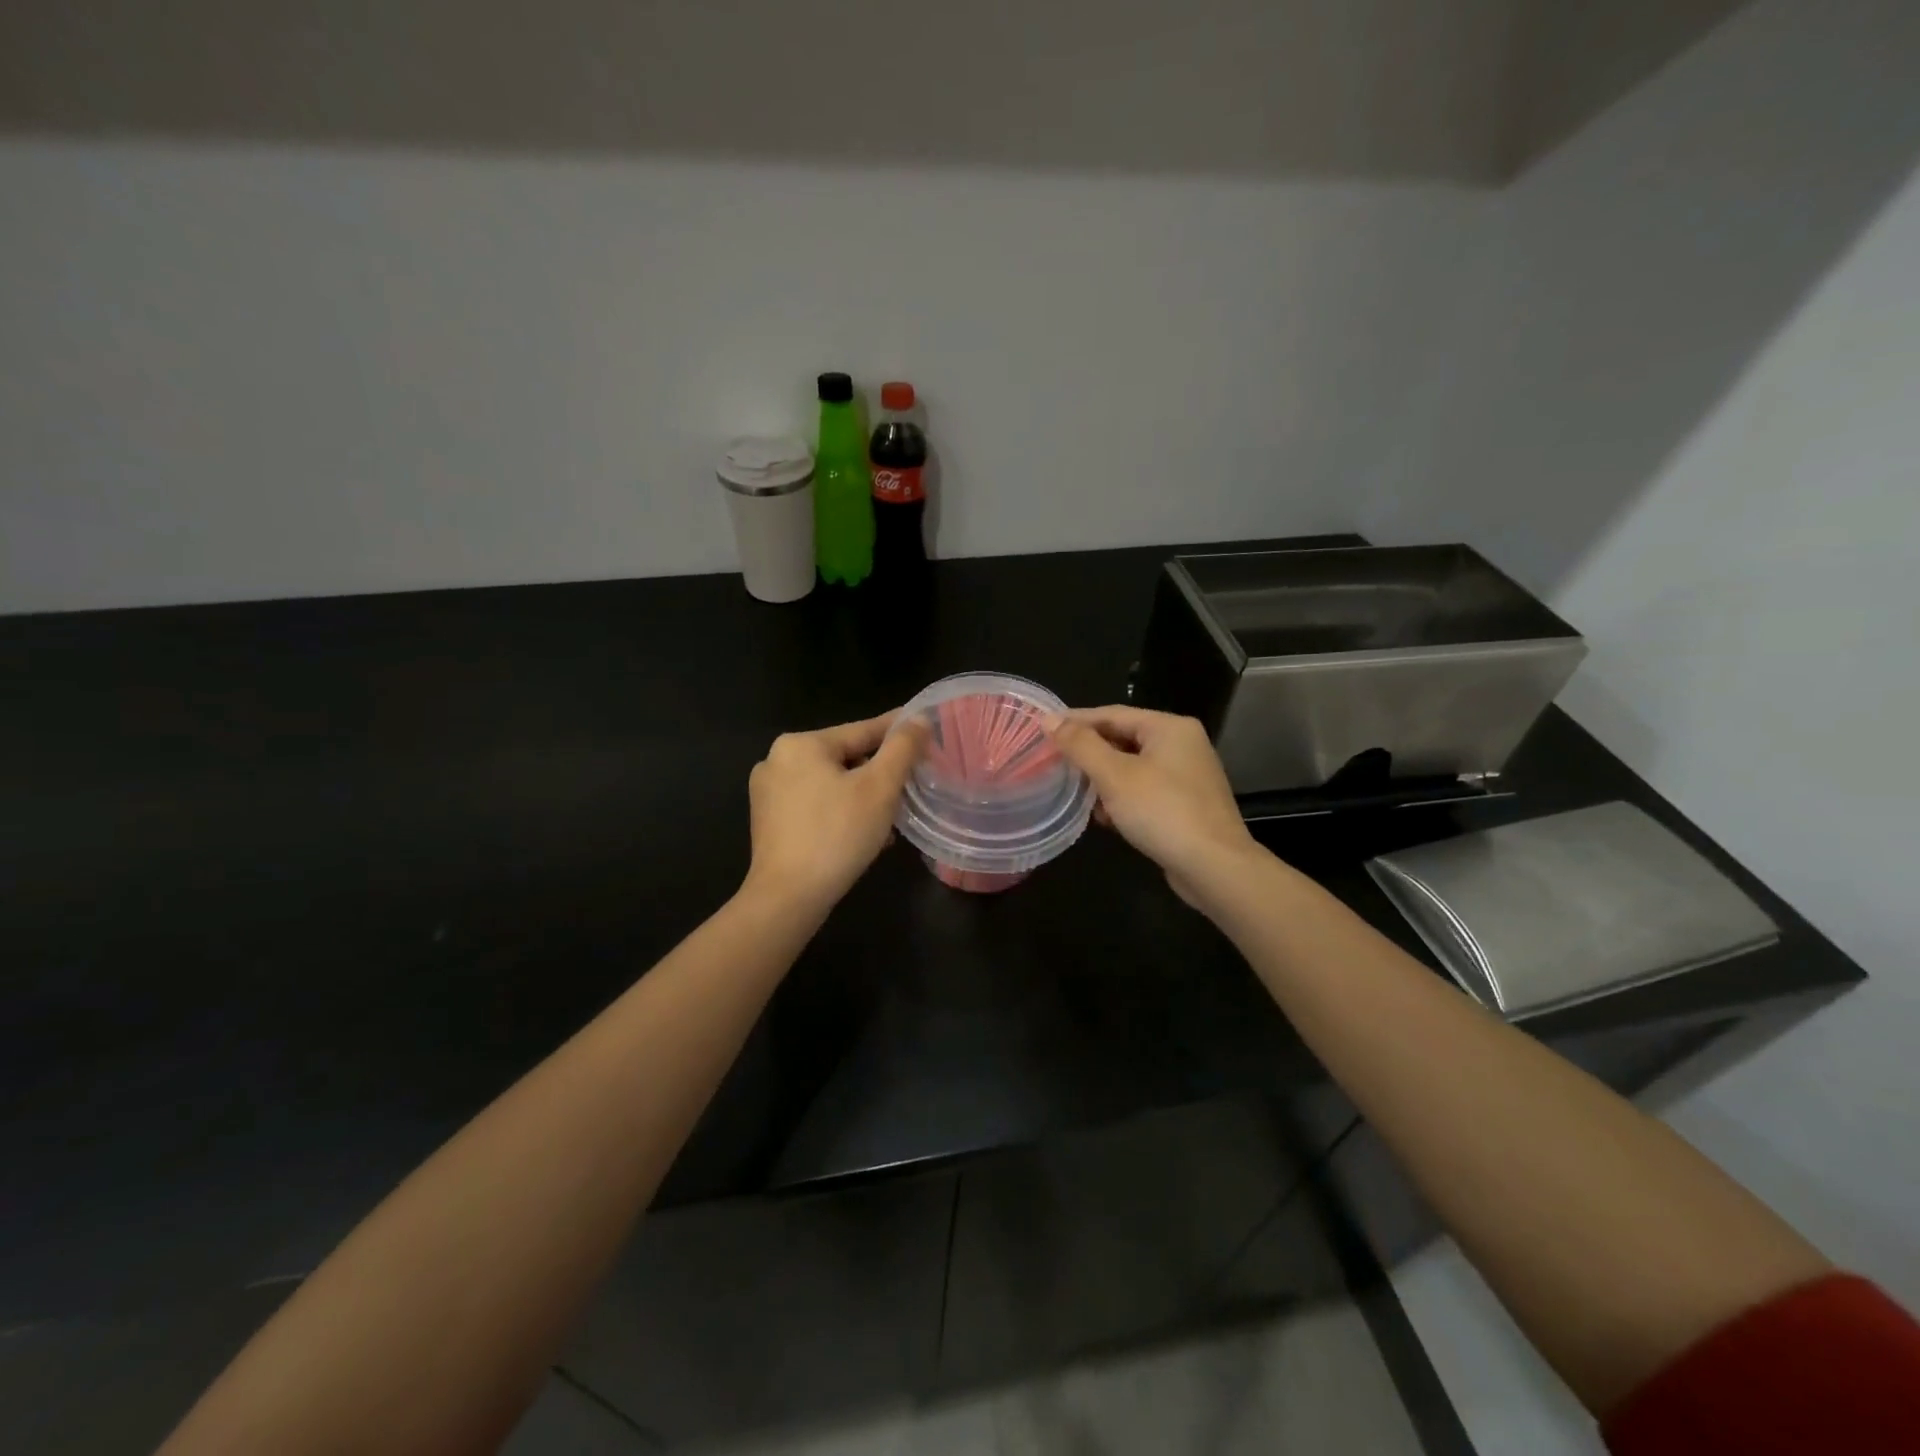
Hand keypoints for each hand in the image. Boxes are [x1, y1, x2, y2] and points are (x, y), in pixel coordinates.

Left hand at [743, 712, 926, 912]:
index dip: (897, 731)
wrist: (787, 898)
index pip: (862, 730)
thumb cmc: (837, 835)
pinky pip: (815, 805)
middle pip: (845, 758)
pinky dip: (841, 812)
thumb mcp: (880, 788)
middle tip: (911, 786)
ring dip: (863, 797)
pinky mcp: (769, 821)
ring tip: (892, 818)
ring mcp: (768, 793)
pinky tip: (864, 835)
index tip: (924, 727)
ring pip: (831, 784)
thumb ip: (902, 748)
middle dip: (879, 773)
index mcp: (801, 744)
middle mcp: (777, 760)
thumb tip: (919, 719)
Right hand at [1045, 706, 1262, 906]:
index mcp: (1169, 727)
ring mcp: (1187, 776)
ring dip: (1103, 779)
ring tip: (1073, 791)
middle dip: (1089, 753)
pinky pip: (1145, 791)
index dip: (1075, 721)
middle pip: (1124, 739)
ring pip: (1133, 767)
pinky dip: (1122, 798)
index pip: (1112, 714)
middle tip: (1054, 762)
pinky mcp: (1187, 805)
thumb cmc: (1162, 812)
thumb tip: (1049, 718)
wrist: (1214, 867)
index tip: (1043, 730)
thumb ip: (1080, 745)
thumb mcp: (1114, 775)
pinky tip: (1103, 817)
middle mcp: (1183, 745)